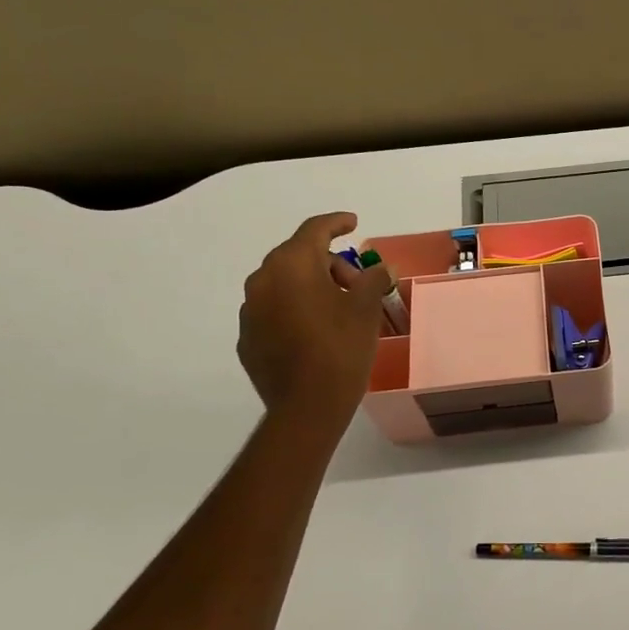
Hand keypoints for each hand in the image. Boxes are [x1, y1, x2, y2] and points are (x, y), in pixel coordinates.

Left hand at [238, 212, 392, 416]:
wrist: (307, 406)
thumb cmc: (341, 347)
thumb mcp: (366, 308)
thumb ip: (373, 279)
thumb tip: (381, 269)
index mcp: (292, 265)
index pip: (315, 230)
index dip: (337, 223)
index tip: (353, 223)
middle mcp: (263, 280)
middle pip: (298, 256)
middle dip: (329, 264)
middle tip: (357, 284)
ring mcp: (250, 311)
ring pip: (283, 284)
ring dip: (310, 287)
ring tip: (339, 310)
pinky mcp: (247, 338)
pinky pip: (274, 311)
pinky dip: (295, 311)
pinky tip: (316, 332)